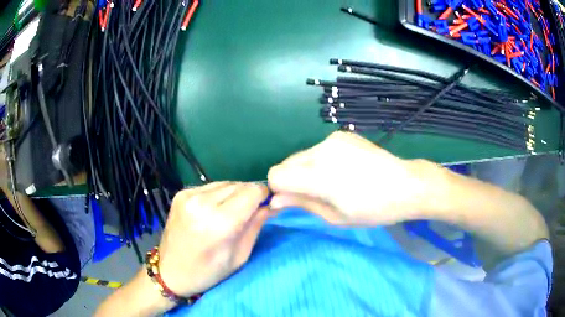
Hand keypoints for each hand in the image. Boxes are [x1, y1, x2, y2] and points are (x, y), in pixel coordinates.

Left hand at [158, 181, 269, 296]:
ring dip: (234, 193)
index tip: (266, 204)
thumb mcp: (239, 257)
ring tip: (232, 211)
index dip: (263, 195)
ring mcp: (188, 195)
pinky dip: (218, 194)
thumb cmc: (207, 272)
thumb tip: (271, 205)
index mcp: (219, 222)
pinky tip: (215, 209)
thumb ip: (256, 226)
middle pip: (239, 184)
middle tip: (251, 211)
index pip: (252, 191)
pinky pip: (210, 186)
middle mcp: (202, 202)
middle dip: (250, 195)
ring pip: (225, 183)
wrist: (170, 272)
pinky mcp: (181, 193)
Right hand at [268, 131, 428, 225]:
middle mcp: (322, 150)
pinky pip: (318, 149)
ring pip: (302, 156)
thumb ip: (302, 203)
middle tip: (315, 194)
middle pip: (287, 163)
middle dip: (292, 180)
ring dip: (307, 170)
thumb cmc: (373, 209)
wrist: (406, 185)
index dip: (279, 189)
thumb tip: (274, 200)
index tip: (293, 200)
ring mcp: (333, 139)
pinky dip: (321, 160)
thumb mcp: (335, 216)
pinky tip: (343, 169)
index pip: (276, 175)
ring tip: (333, 181)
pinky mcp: (343, 134)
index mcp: (319, 176)